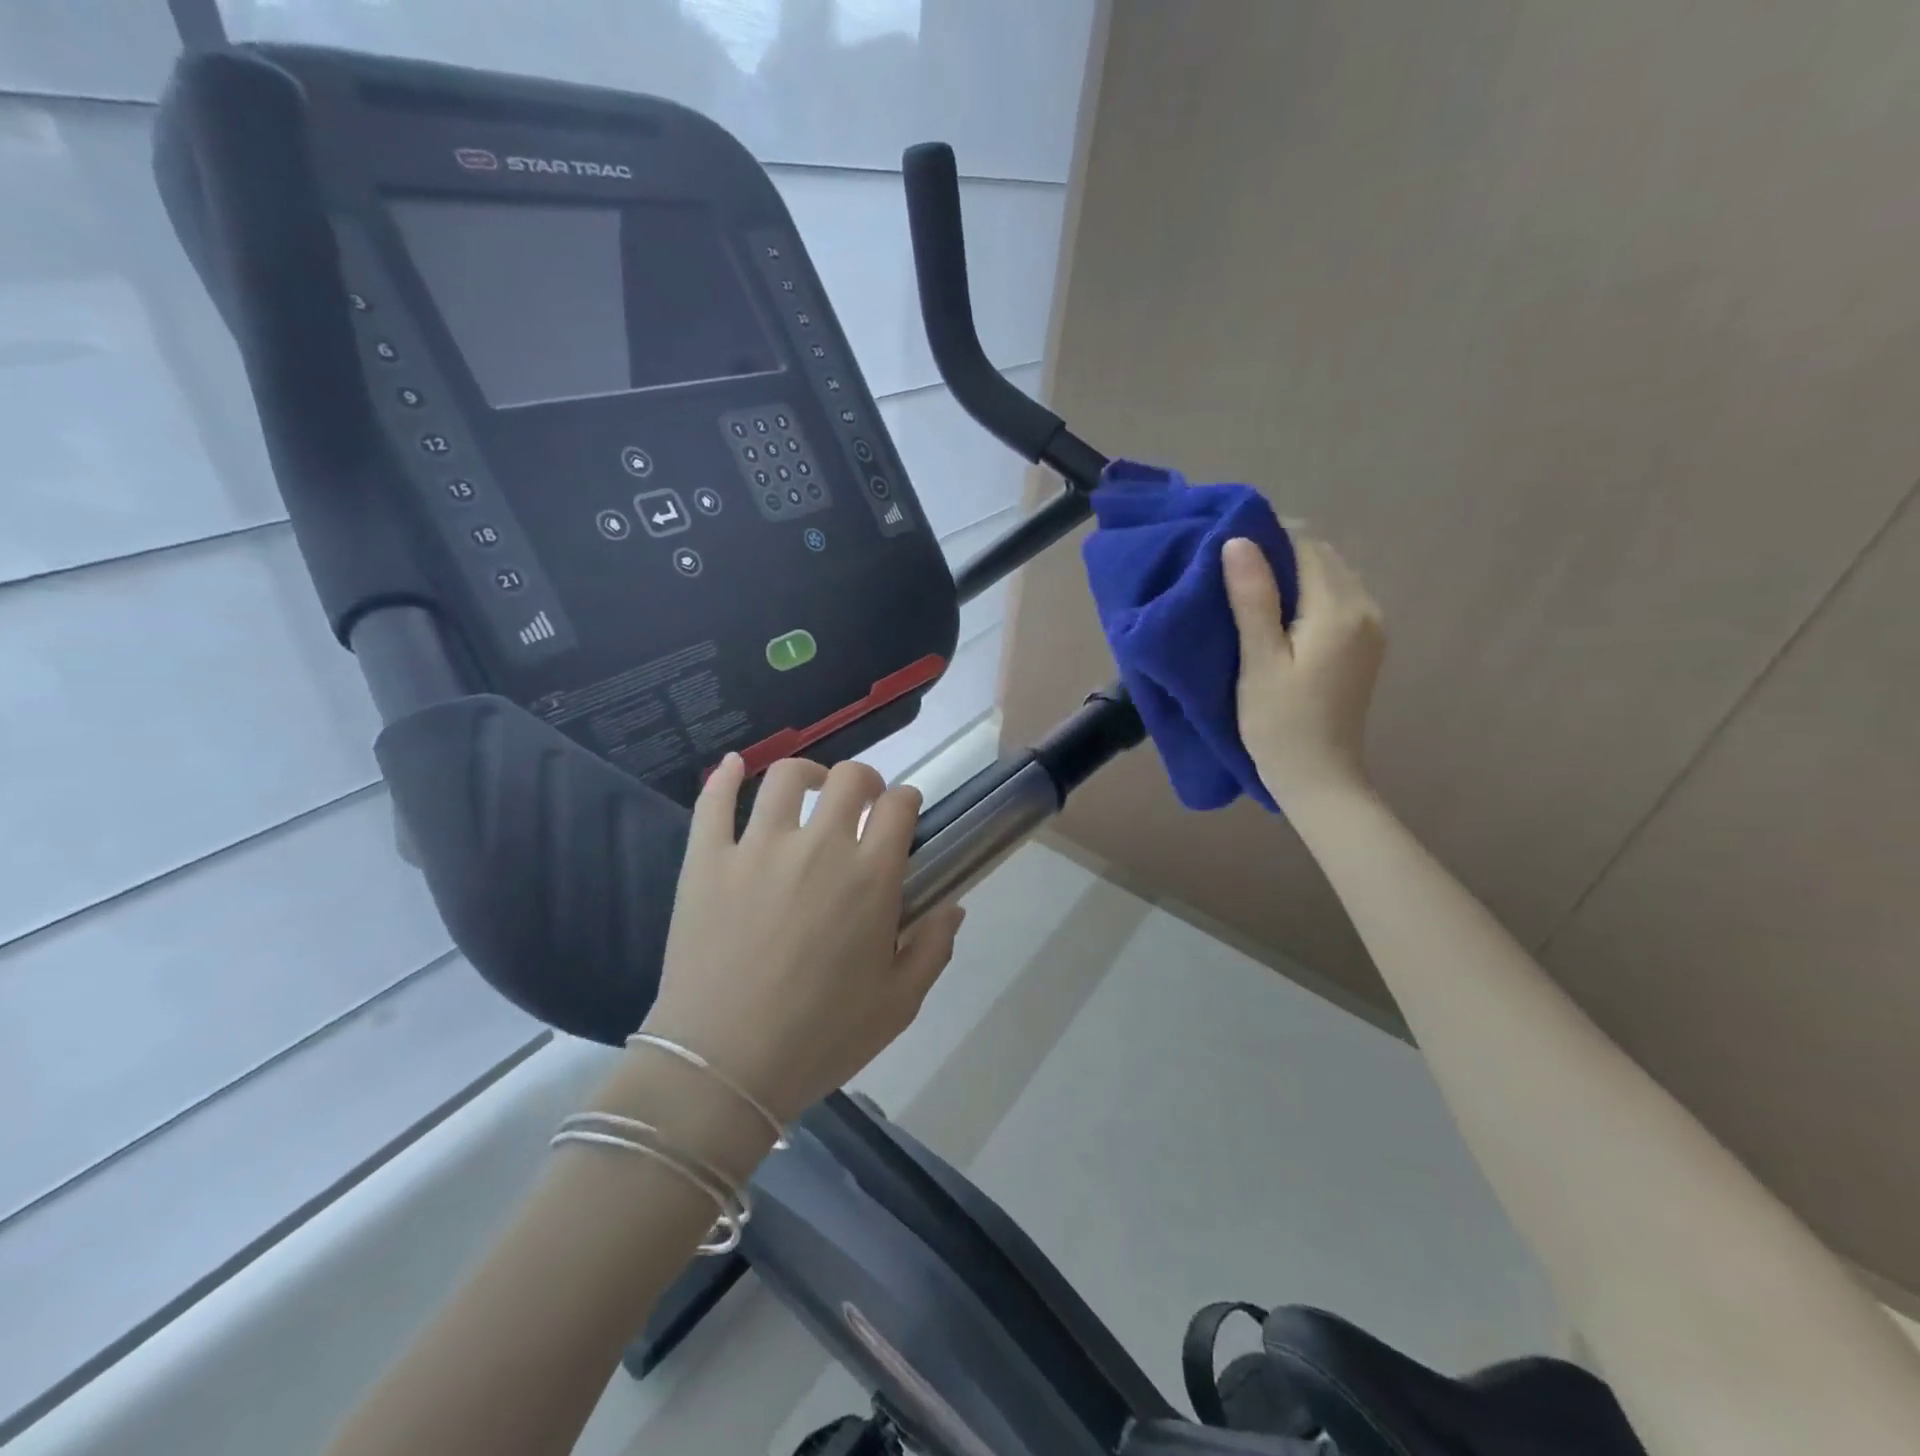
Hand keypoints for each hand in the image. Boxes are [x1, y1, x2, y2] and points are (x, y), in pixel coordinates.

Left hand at [641, 755, 964, 1121]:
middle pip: (849, 778)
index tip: (903, 815)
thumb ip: (933, 948)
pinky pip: (713, 802)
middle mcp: (818, 846)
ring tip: (809, 789)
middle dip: (865, 781)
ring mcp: (757, 848)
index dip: (906, 801)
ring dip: (806, 774)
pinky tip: (734, 765)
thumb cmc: (821, 1038)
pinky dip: (724, 776)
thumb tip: (952, 906)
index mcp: (869, 876)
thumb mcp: (899, 1004)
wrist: (723, 1067)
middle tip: (861, 805)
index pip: (898, 806)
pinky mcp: (706, 860)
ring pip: (785, 778)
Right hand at [1222, 534, 1385, 812]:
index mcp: (1339, 610)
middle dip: (1278, 552)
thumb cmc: (1279, 724)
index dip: (1265, 537)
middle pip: (1322, 556)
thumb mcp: (1258, 662)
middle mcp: (1365, 607)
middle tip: (1230, 568)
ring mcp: (1371, 626)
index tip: (1225, 546)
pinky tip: (1277, 613)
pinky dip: (1307, 593)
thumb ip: (1253, 599)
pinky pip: (1337, 597)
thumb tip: (1239, 541)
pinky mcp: (1365, 643)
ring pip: (1330, 575)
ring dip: (1292, 572)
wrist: (1320, 778)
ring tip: (1247, 589)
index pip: (1305, 546)